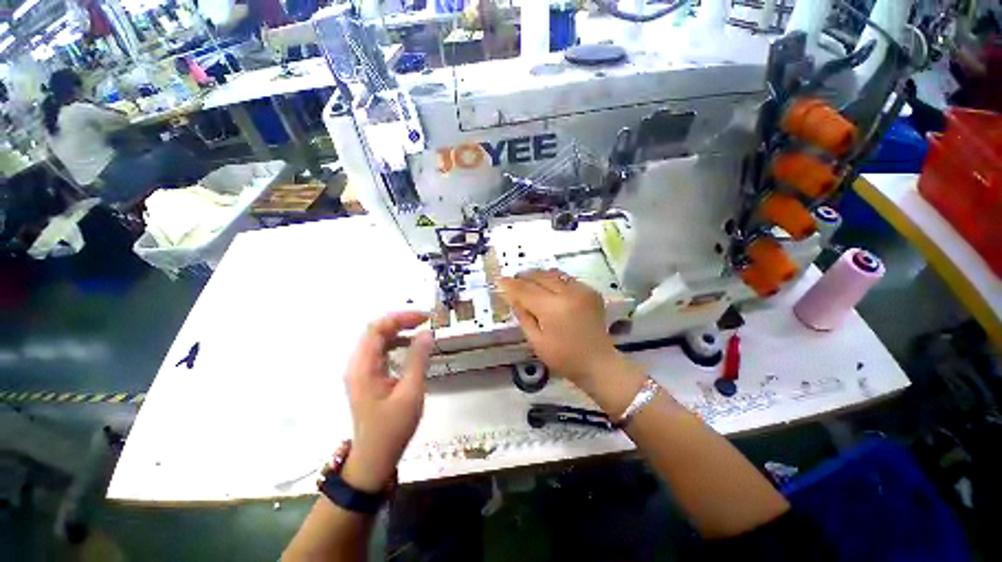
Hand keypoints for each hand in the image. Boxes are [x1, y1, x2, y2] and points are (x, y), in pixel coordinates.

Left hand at [340, 312, 432, 492]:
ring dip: (400, 332)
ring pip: (379, 340)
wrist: (375, 457)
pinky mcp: (368, 377)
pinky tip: (412, 348)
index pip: (377, 328)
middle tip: (426, 321)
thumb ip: (418, 359)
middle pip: (376, 331)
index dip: (400, 317)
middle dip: (401, 322)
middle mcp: (358, 364)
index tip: (425, 318)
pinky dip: (397, 344)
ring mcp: (361, 371)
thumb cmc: (393, 427)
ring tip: (422, 331)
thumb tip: (427, 333)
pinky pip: (381, 352)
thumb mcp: (410, 392)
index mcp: (363, 367)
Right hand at [498, 269, 621, 385]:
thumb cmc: (564, 358)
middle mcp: (568, 293)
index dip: (511, 285)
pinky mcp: (591, 291)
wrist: (598, 363)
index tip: (499, 280)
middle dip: (523, 278)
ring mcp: (582, 289)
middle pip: (539, 276)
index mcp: (552, 308)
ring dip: (538, 276)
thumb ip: (523, 315)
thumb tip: (512, 297)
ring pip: (553, 274)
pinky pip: (566, 279)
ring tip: (528, 283)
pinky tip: (548, 288)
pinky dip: (554, 280)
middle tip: (513, 283)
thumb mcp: (536, 341)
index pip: (525, 290)